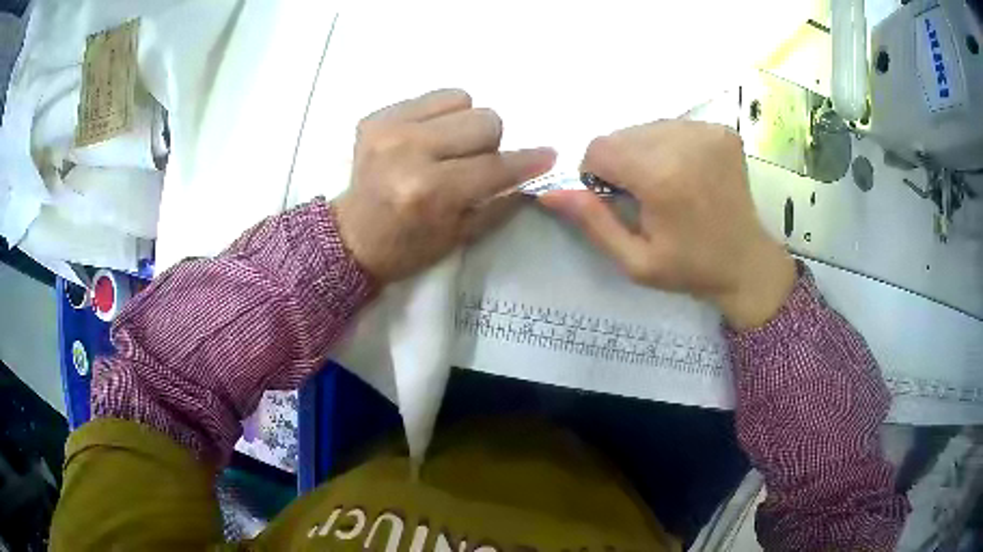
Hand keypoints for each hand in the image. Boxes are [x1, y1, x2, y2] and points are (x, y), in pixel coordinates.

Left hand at [335, 89, 555, 283]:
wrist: (350, 238)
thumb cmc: (407, 247)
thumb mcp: (461, 235)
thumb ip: (501, 200)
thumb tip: (536, 170)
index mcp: (430, 191)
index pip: (496, 166)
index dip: (528, 161)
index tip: (547, 155)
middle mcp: (409, 151)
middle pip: (485, 120)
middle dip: (489, 144)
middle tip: (470, 163)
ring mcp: (388, 128)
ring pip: (461, 100)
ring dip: (464, 124)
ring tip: (445, 148)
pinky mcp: (375, 116)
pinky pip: (431, 97)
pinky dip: (438, 115)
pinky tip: (423, 139)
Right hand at [539, 120, 794, 329]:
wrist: (747, 262)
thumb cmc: (690, 268)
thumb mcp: (635, 261)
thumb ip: (592, 222)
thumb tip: (548, 191)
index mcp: (662, 177)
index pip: (599, 148)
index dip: (596, 173)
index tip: (614, 198)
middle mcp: (685, 143)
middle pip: (622, 135)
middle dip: (620, 162)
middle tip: (643, 195)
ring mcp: (707, 132)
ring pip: (645, 127)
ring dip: (643, 152)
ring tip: (666, 185)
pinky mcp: (722, 130)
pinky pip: (673, 127)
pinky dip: (668, 147)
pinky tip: (685, 173)